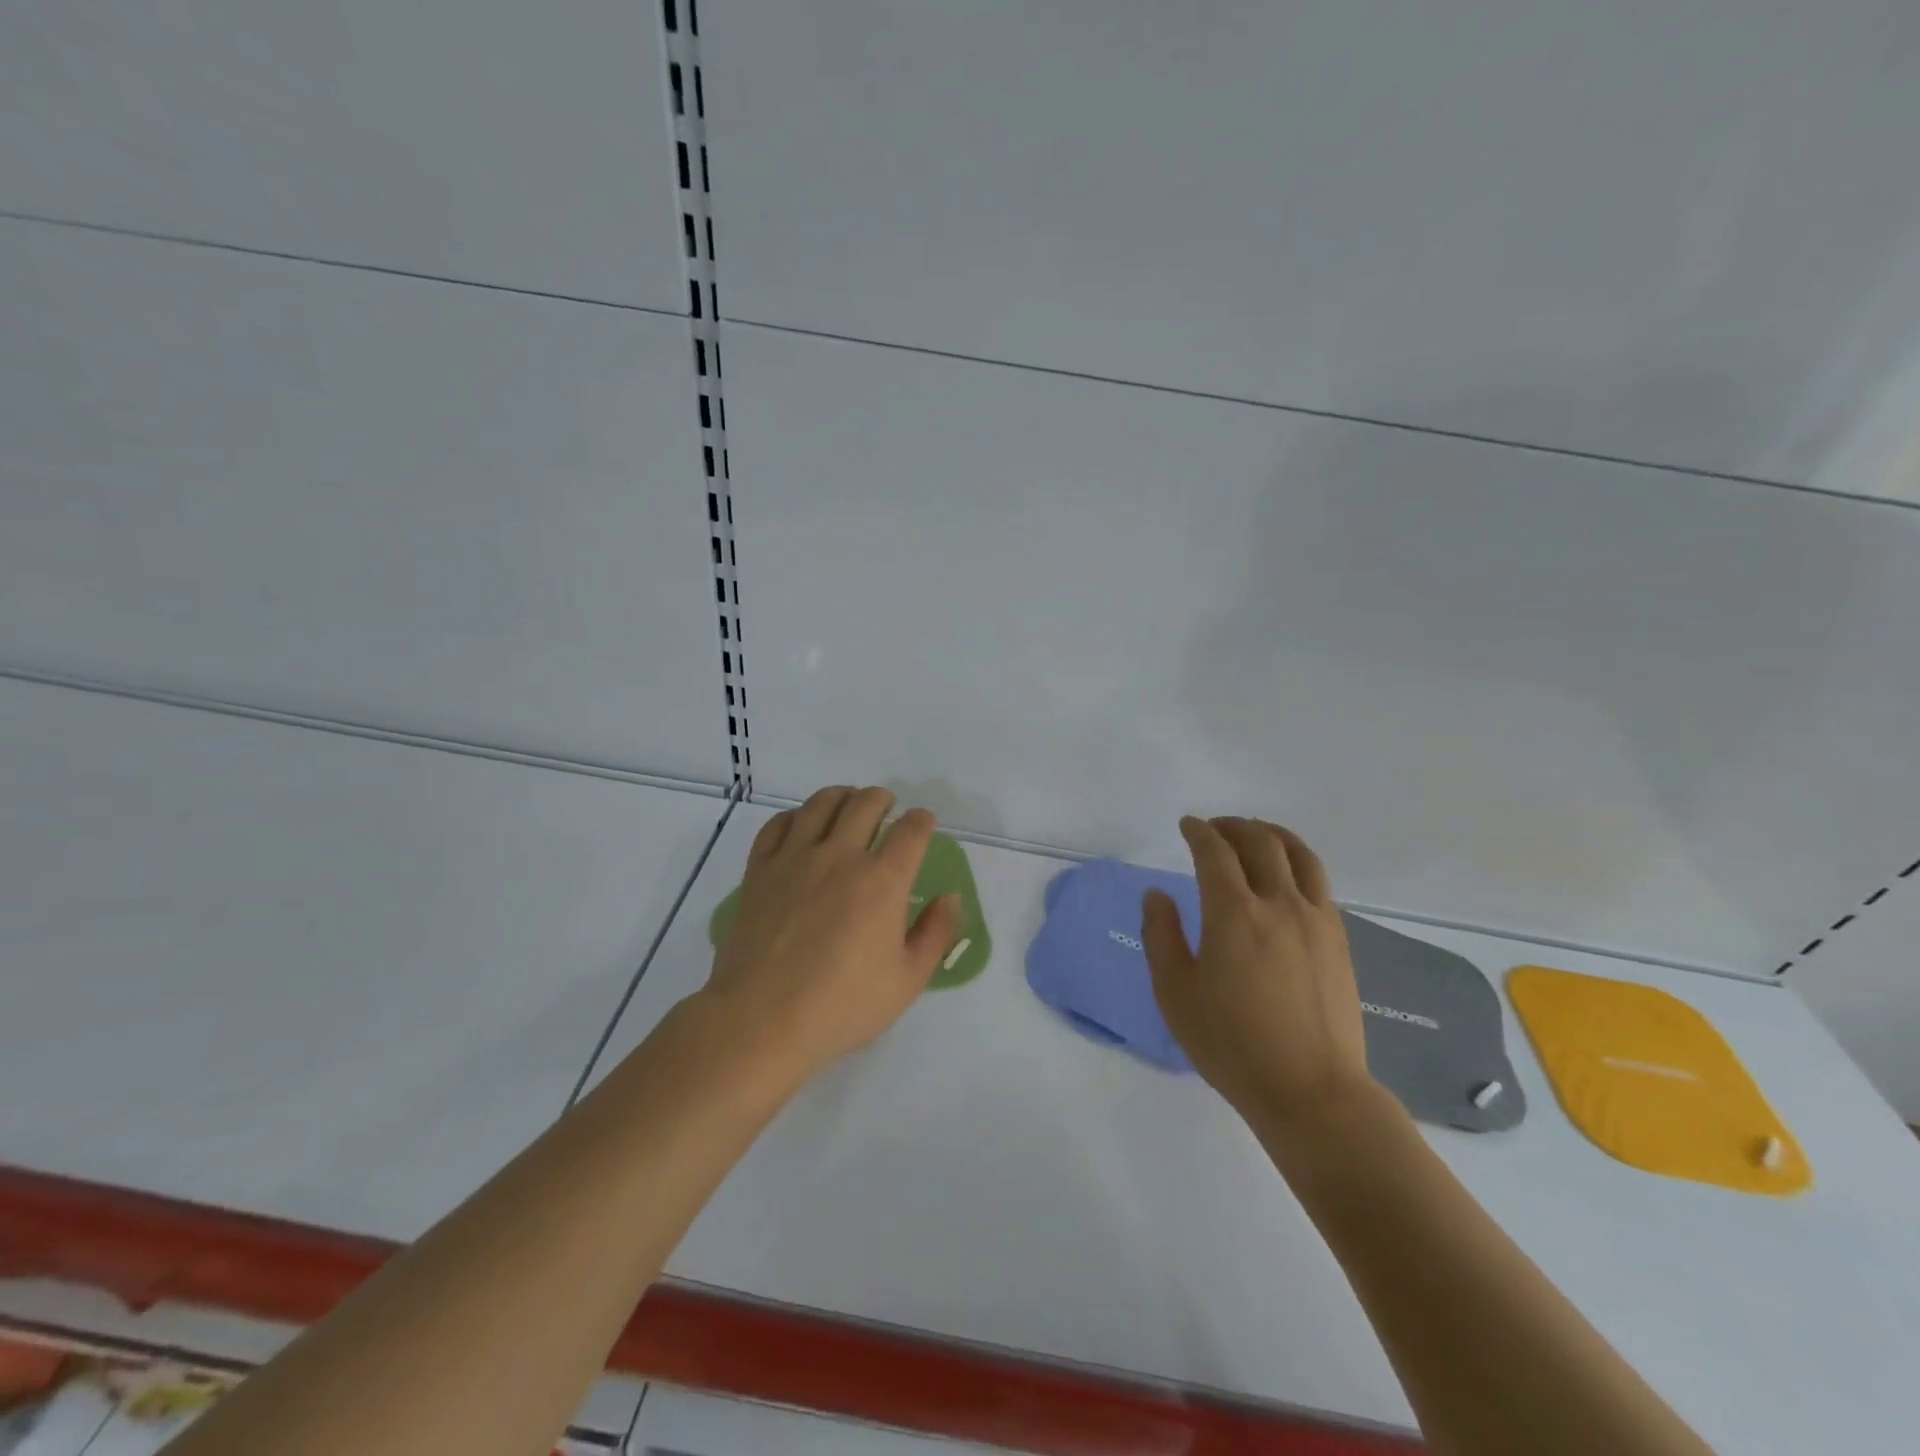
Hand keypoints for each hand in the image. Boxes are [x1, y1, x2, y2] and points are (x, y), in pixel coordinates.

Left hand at [698, 786, 962, 1081]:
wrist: (762, 1020)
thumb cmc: (842, 1006)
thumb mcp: (907, 981)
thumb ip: (935, 934)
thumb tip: (952, 898)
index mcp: (882, 881)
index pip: (911, 831)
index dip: (923, 820)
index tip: (925, 823)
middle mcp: (840, 856)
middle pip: (865, 803)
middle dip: (883, 798)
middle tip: (888, 807)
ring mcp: (795, 858)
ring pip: (821, 804)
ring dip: (842, 796)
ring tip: (848, 803)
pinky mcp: (760, 869)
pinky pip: (778, 824)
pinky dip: (795, 816)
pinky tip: (801, 825)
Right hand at [1142, 816, 1375, 1137]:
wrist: (1312, 1091)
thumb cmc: (1232, 1044)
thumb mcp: (1175, 993)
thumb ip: (1161, 936)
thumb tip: (1157, 895)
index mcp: (1233, 913)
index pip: (1215, 852)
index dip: (1198, 831)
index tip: (1187, 825)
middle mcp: (1278, 904)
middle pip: (1259, 842)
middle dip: (1233, 826)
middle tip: (1215, 828)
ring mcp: (1316, 920)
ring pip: (1299, 855)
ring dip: (1272, 834)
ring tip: (1256, 834)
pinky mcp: (1338, 940)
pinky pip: (1319, 882)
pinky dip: (1298, 862)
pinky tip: (1287, 876)